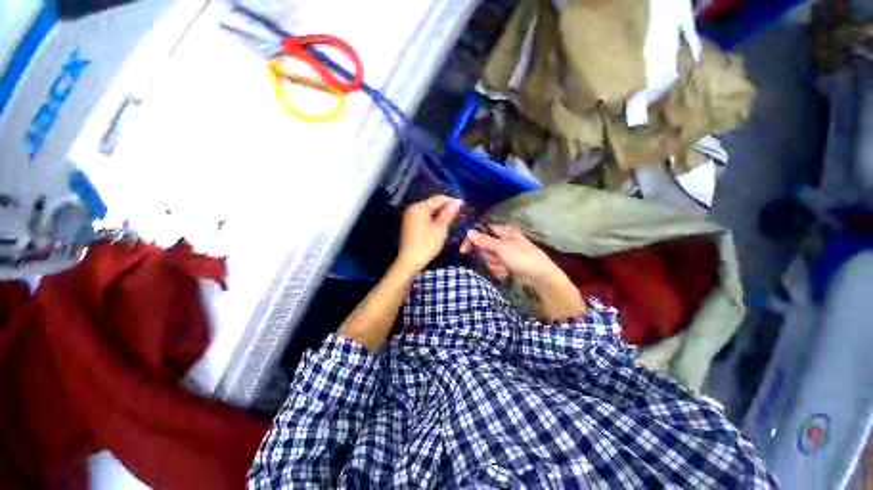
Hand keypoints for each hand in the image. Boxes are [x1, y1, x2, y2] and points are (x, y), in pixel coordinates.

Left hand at [397, 195, 462, 272]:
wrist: (410, 261)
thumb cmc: (427, 243)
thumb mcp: (440, 227)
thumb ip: (448, 213)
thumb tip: (458, 201)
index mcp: (419, 207)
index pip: (438, 199)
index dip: (451, 201)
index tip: (463, 205)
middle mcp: (413, 209)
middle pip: (432, 204)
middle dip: (446, 208)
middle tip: (459, 213)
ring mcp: (410, 217)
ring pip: (429, 211)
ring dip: (440, 214)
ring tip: (453, 219)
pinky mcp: (410, 225)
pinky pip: (424, 217)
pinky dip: (433, 219)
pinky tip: (442, 224)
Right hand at [461, 224, 583, 319]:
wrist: (540, 277)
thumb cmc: (521, 258)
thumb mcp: (501, 248)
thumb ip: (484, 241)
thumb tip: (469, 231)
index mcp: (504, 232)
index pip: (482, 232)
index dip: (473, 240)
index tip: (464, 250)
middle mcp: (504, 241)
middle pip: (484, 247)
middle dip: (488, 256)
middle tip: (496, 259)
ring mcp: (505, 254)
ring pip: (489, 259)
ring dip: (494, 265)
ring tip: (505, 267)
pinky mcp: (507, 265)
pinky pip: (495, 266)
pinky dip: (499, 271)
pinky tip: (507, 273)